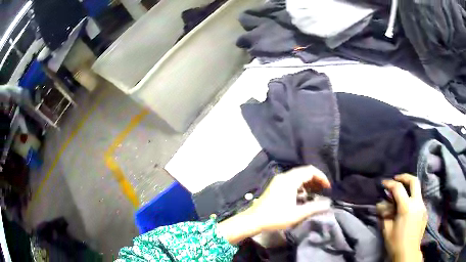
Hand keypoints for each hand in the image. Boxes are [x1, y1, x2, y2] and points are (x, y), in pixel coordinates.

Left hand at [217, 165, 330, 243]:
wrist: (254, 220)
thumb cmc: (275, 217)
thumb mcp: (297, 214)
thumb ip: (314, 207)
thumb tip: (328, 203)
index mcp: (290, 180)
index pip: (310, 171)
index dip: (321, 177)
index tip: (327, 187)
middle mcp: (284, 176)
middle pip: (304, 171)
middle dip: (316, 179)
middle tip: (323, 190)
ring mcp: (278, 180)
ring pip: (298, 176)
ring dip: (308, 182)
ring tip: (315, 193)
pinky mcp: (275, 185)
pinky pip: (291, 180)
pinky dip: (300, 185)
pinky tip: (303, 196)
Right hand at [377, 174, 426, 261]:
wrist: (408, 253)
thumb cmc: (396, 243)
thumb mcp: (387, 229)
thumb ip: (385, 214)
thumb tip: (381, 204)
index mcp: (407, 207)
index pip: (398, 188)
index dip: (390, 184)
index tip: (383, 183)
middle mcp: (417, 203)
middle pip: (414, 181)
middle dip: (404, 177)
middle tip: (397, 179)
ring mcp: (423, 206)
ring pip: (418, 190)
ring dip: (409, 188)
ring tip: (401, 195)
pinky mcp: (425, 212)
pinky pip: (419, 200)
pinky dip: (412, 199)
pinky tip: (407, 208)